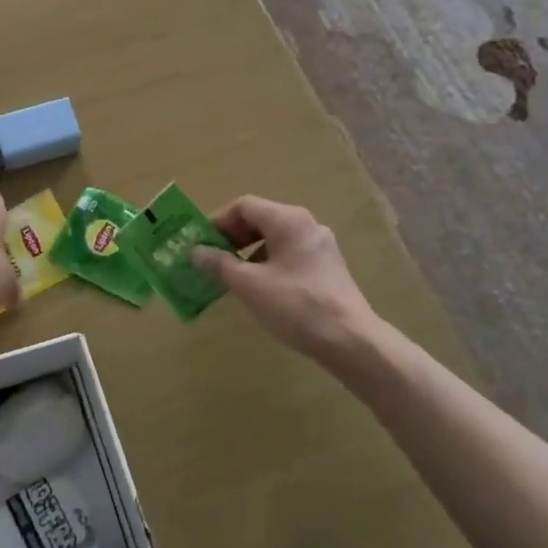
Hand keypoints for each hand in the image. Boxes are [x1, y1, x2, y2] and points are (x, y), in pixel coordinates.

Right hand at [191, 196, 381, 362]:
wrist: (351, 341)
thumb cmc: (295, 305)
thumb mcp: (249, 284)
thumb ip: (219, 263)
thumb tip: (196, 251)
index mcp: (287, 219)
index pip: (244, 206)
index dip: (219, 222)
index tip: (202, 244)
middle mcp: (306, 224)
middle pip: (261, 218)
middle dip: (233, 237)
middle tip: (214, 259)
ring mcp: (321, 245)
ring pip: (276, 237)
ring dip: (250, 251)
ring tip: (234, 276)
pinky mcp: (328, 266)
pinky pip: (290, 253)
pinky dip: (269, 262)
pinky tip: (262, 288)